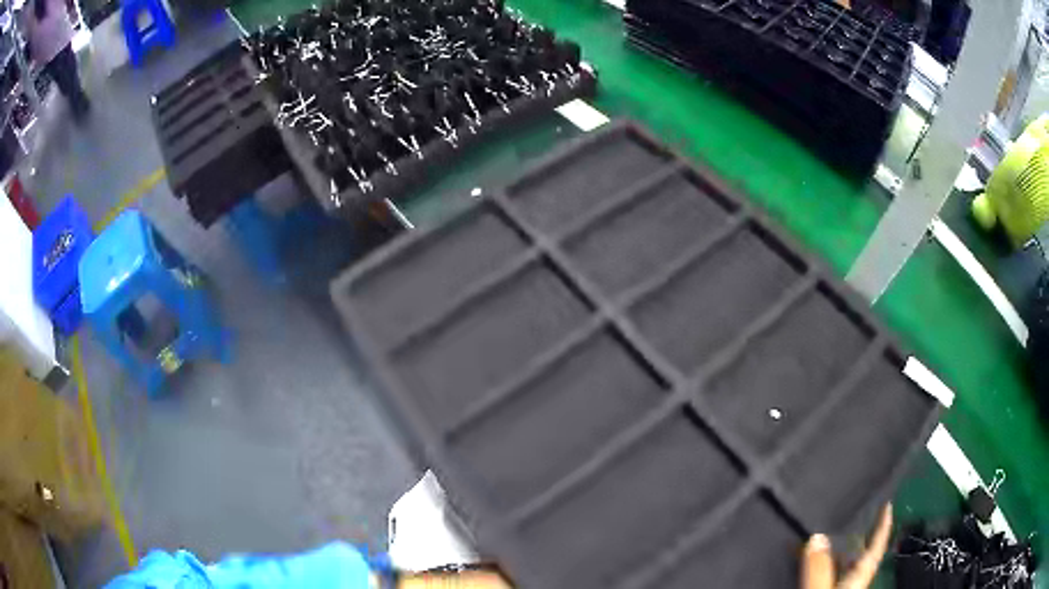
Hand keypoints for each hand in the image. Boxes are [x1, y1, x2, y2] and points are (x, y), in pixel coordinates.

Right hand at [801, 504, 892, 588]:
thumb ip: (818, 570)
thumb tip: (817, 536)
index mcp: (857, 580)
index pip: (875, 549)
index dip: (883, 526)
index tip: (887, 505)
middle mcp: (851, 586)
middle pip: (857, 558)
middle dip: (849, 539)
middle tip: (836, 521)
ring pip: (839, 571)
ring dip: (829, 555)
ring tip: (815, 541)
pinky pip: (824, 580)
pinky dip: (816, 570)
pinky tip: (804, 567)